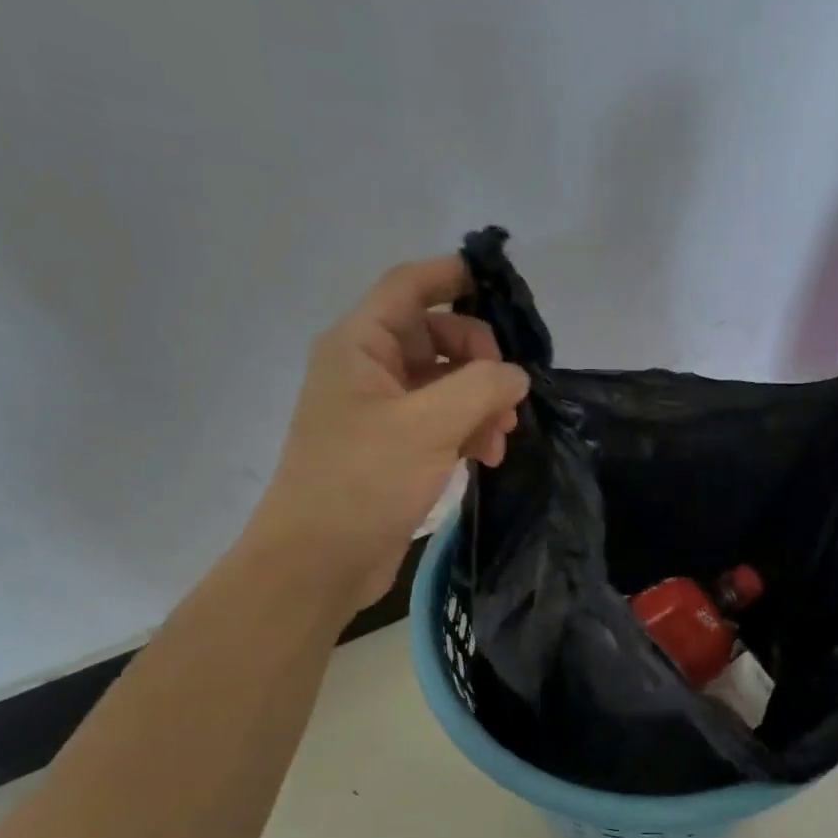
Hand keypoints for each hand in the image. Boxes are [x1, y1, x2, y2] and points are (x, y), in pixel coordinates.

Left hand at [246, 255, 529, 610]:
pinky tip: (487, 457)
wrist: (320, 560)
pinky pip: (441, 421)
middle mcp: (369, 368)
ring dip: (481, 403)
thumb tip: (517, 375)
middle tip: (509, 397)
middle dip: (482, 362)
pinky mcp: (394, 449)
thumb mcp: (429, 425)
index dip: (454, 276)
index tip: (504, 288)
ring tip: (501, 439)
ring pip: (446, 384)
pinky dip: (468, 431)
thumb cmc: (364, 481)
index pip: (411, 286)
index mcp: (361, 344)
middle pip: (438, 337)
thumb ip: (481, 387)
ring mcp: (382, 411)